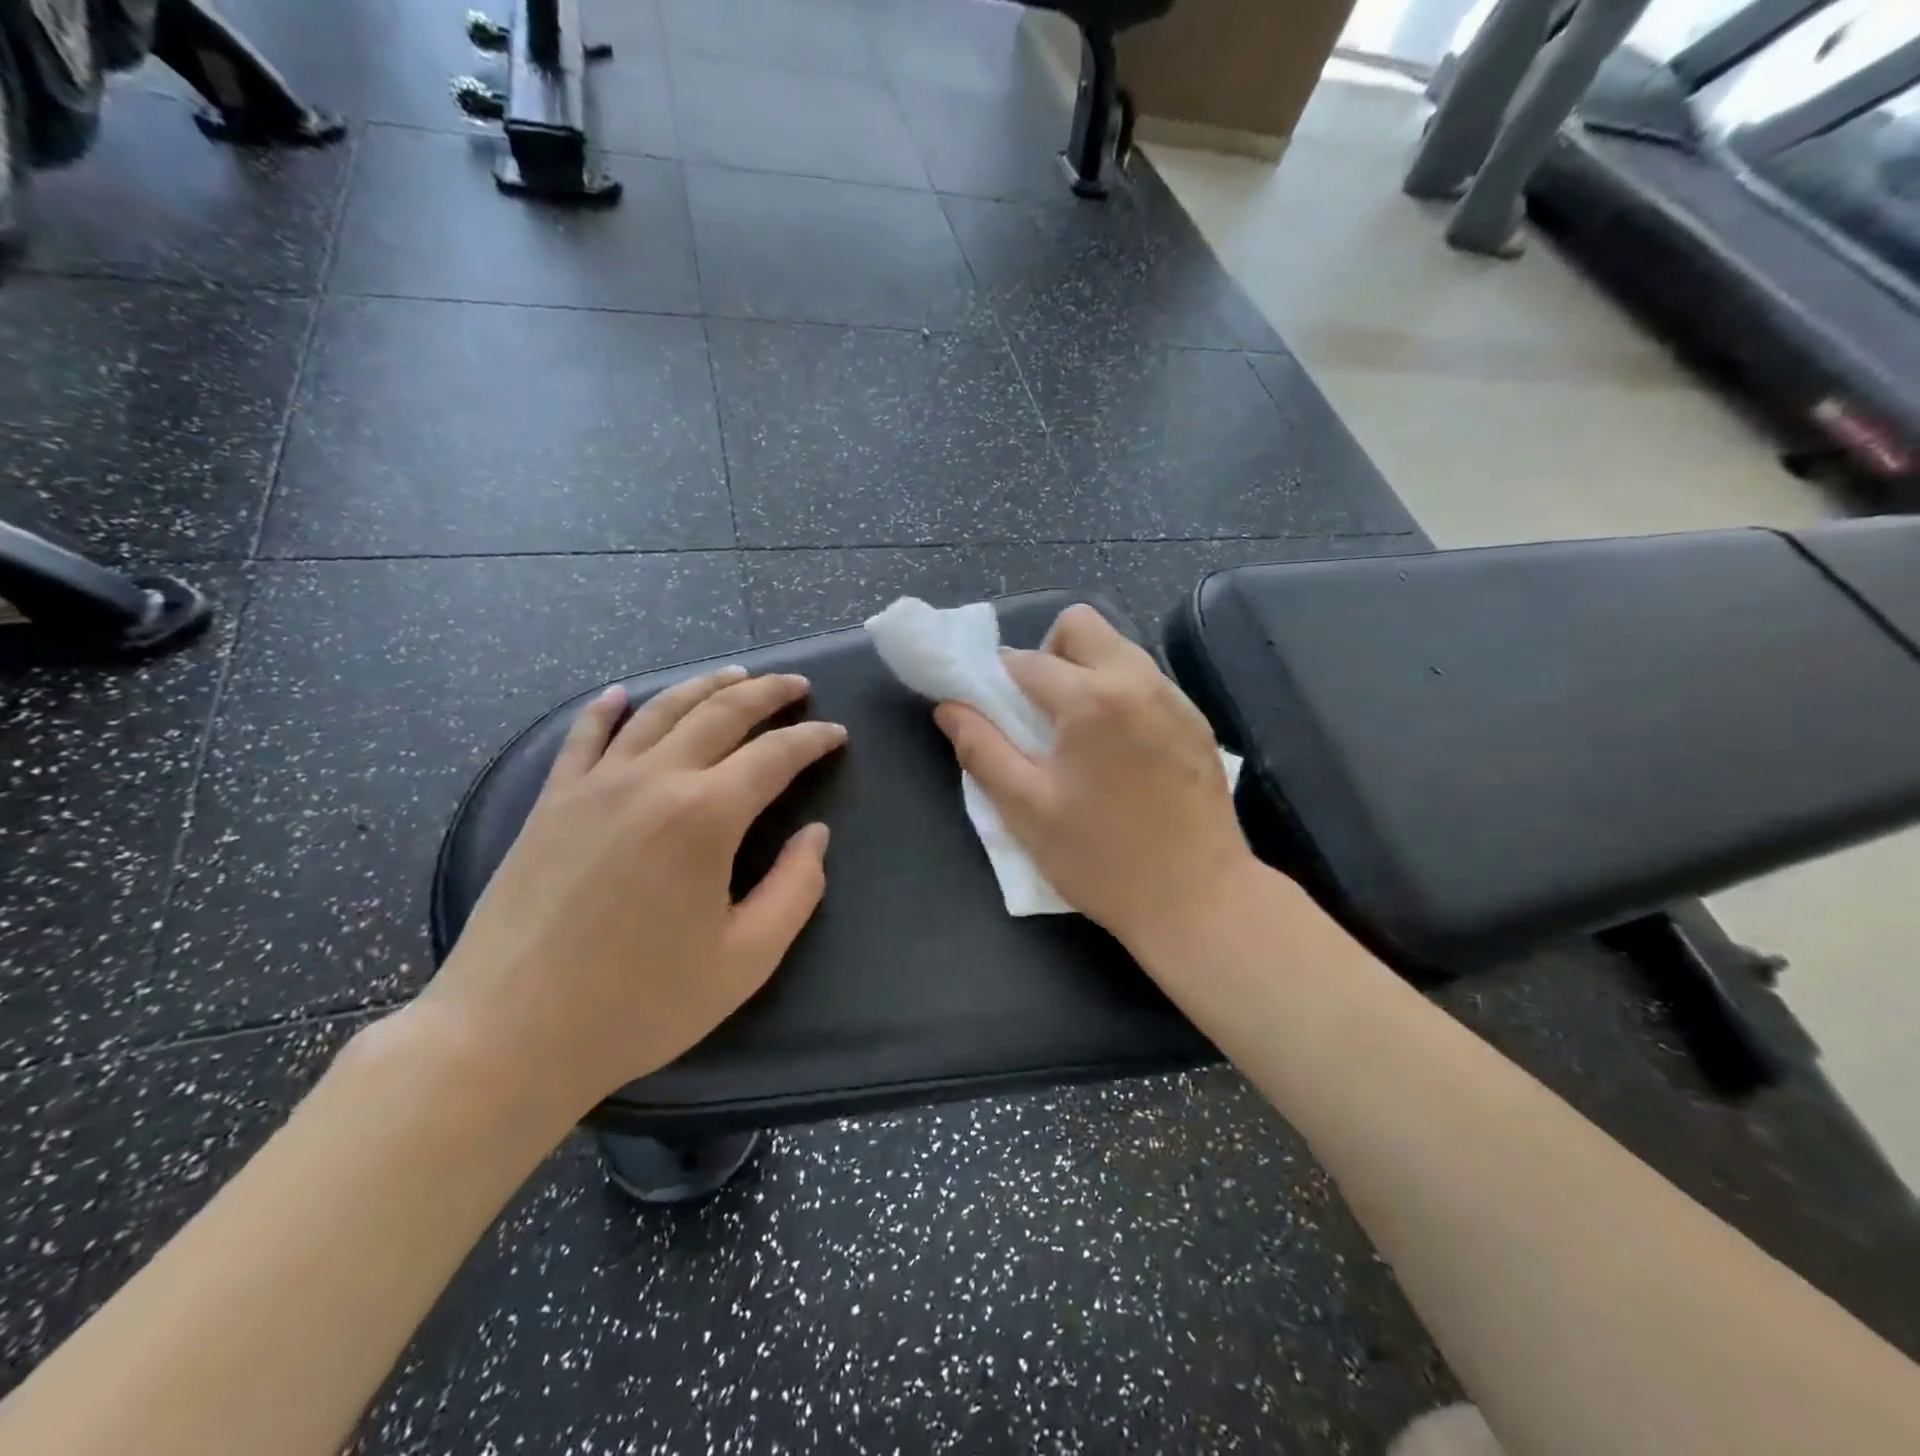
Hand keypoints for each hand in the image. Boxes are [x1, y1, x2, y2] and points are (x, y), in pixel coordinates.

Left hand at [419, 667, 845, 1117]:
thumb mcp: (746, 960)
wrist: (507, 1034)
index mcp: (706, 816)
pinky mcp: (551, 802)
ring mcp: (595, 785)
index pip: (774, 755)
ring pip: (659, 711)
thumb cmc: (640, 1004)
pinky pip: (584, 737)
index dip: (812, 738)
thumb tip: (815, 836)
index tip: (836, 734)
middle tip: (795, 685)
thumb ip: (796, 890)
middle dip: (766, 693)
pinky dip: (608, 709)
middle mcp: (653, 780)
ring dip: (703, 686)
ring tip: (734, 676)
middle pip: (719, 713)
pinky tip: (622, 694)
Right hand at [934, 605, 1256, 957]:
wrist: (1199, 899)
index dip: (998, 682)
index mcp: (1091, 700)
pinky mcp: (1197, 720)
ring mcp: (1174, 698)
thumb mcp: (1026, 810)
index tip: (994, 714)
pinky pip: (1146, 680)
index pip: (1026, 661)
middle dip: (1048, 654)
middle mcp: (1137, 680)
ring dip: (1085, 671)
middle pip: (1080, 625)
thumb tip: (949, 707)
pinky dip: (1120, 693)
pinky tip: (1119, 750)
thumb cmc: (1103, 859)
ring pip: (1117, 648)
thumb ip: (982, 749)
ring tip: (1078, 733)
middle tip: (1040, 712)